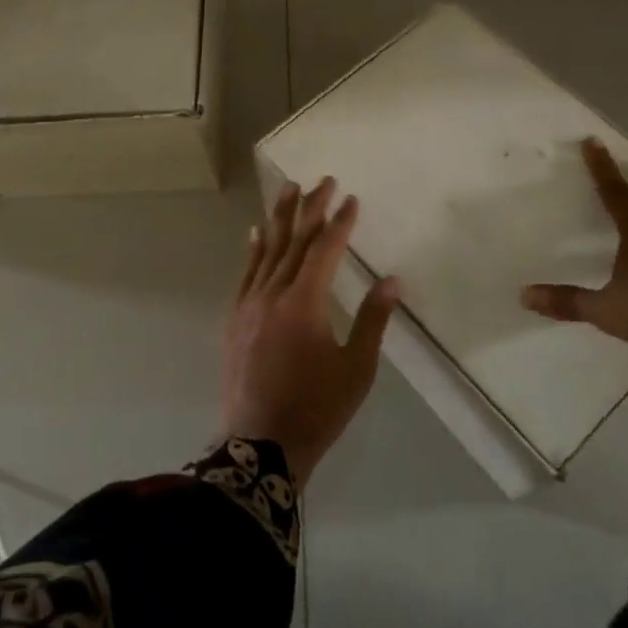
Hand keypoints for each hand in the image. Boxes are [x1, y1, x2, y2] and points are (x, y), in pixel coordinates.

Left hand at [219, 178, 401, 484]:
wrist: (259, 446)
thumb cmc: (316, 409)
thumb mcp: (356, 369)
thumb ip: (373, 321)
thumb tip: (393, 280)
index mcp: (305, 303)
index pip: (325, 249)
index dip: (339, 222)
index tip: (351, 199)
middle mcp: (274, 293)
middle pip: (295, 241)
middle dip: (310, 208)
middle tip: (322, 180)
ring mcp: (250, 304)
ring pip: (268, 250)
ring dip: (280, 217)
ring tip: (289, 188)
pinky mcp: (235, 318)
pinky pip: (246, 273)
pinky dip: (254, 249)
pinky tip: (256, 232)